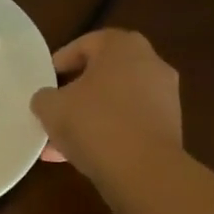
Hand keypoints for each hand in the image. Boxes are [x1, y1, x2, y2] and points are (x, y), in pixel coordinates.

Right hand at [31, 29, 181, 182]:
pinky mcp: (169, 127)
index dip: (60, 62)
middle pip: (103, 74)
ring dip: (89, 118)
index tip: (44, 83)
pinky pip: (129, 124)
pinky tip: (82, 156)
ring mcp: (164, 96)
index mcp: (122, 46)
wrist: (144, 169)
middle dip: (75, 94)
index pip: (85, 44)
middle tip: (53, 111)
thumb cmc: (94, 123)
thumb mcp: (51, 108)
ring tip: (60, 143)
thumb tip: (47, 100)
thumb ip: (44, 98)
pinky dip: (107, 134)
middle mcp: (150, 63)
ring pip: (115, 102)